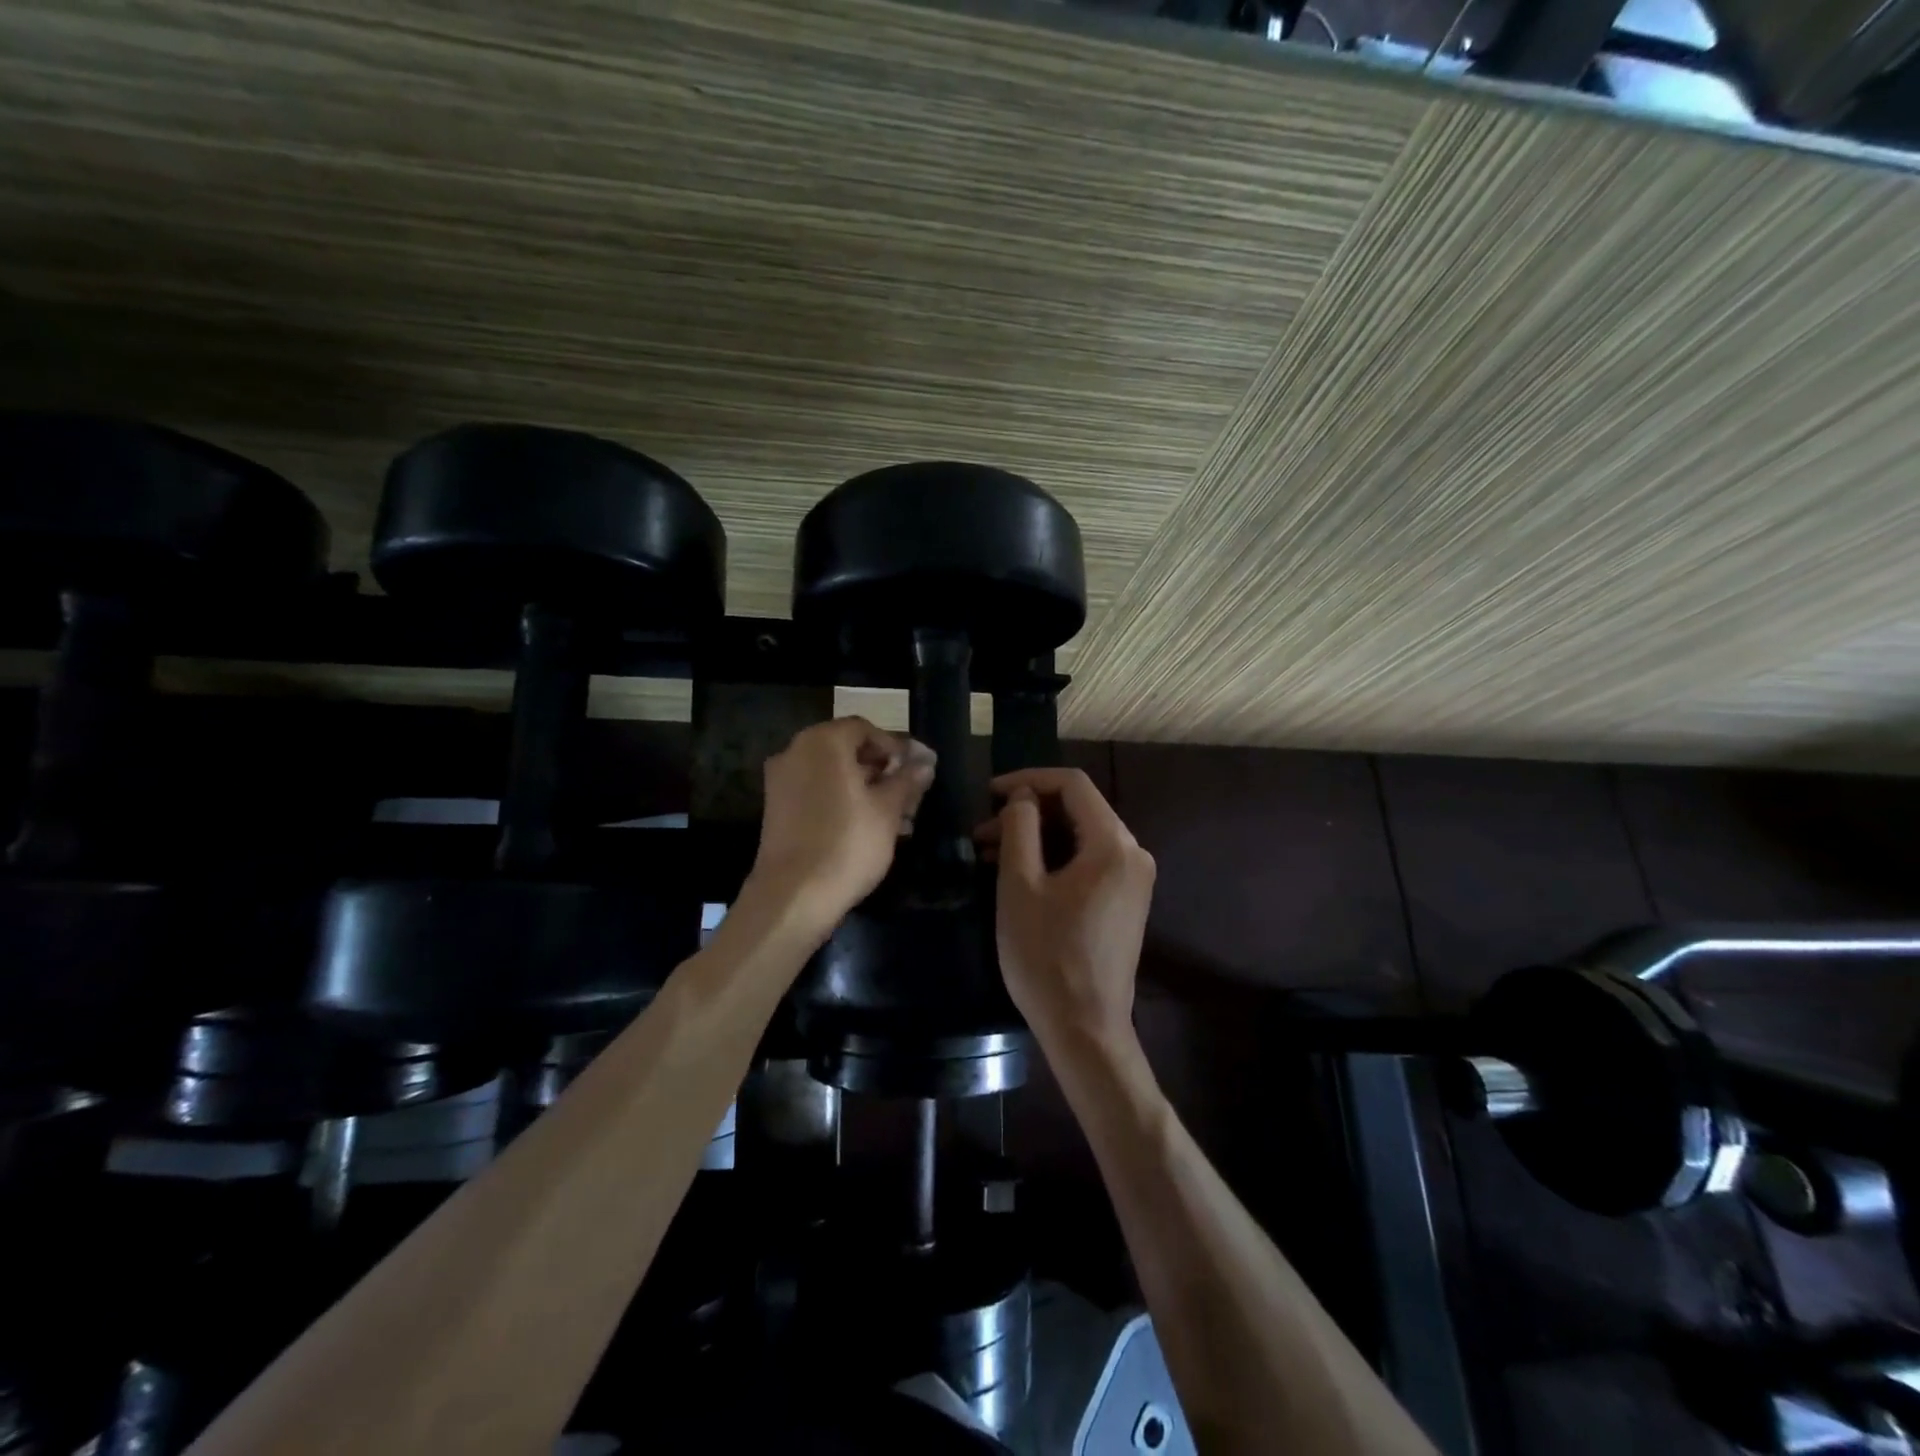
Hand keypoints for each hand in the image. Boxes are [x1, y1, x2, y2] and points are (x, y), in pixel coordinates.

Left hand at [748, 717, 935, 930]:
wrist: (794, 896)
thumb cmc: (848, 843)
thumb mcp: (888, 809)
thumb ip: (907, 780)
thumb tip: (925, 761)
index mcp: (823, 742)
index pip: (865, 729)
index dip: (895, 746)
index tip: (918, 769)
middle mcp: (796, 752)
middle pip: (847, 750)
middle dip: (881, 769)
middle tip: (910, 793)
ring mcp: (781, 781)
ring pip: (832, 774)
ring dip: (865, 788)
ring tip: (897, 817)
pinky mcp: (777, 810)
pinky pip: (817, 793)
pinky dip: (842, 801)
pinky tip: (868, 827)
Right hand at [979, 768, 1154, 1049]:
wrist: (1085, 1030)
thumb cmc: (1047, 957)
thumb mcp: (1021, 887)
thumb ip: (1020, 829)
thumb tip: (1022, 798)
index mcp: (1113, 844)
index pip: (1072, 785)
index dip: (1028, 780)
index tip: (988, 794)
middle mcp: (1133, 854)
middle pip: (1078, 809)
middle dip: (1027, 813)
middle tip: (982, 832)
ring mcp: (1133, 879)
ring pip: (1080, 836)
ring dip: (1036, 837)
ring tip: (989, 854)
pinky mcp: (1125, 901)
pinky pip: (1088, 861)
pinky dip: (1054, 858)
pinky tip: (1018, 874)